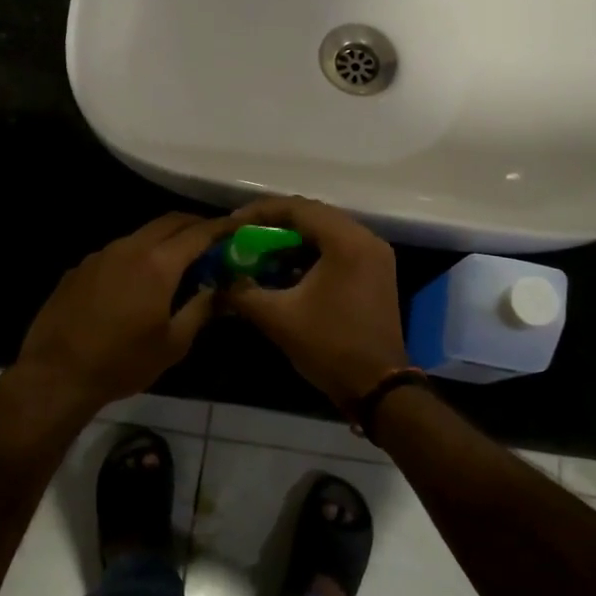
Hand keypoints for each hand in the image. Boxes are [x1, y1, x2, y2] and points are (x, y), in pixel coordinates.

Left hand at [14, 212, 230, 411]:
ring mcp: (101, 255)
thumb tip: (220, 290)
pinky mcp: (80, 268)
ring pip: (141, 235)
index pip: (198, 232)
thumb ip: (201, 309)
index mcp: (158, 264)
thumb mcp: (173, 343)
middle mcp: (130, 248)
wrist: (56, 374)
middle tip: (212, 240)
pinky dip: (137, 256)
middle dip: (194, 225)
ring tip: (177, 262)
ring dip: (164, 240)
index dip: (222, 227)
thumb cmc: (122, 362)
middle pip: (169, 222)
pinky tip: (137, 283)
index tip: (238, 228)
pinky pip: (117, 252)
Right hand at [222, 197, 407, 405]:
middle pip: (313, 216)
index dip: (260, 213)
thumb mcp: (277, 318)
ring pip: (326, 233)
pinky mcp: (376, 273)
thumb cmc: (329, 346)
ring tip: (260, 253)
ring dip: (293, 241)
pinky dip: (311, 254)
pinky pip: (338, 250)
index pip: (297, 209)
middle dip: (274, 225)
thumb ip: (242, 293)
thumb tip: (219, 282)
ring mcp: (375, 256)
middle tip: (243, 237)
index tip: (232, 225)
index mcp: (346, 241)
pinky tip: (287, 271)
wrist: (377, 387)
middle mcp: (365, 239)